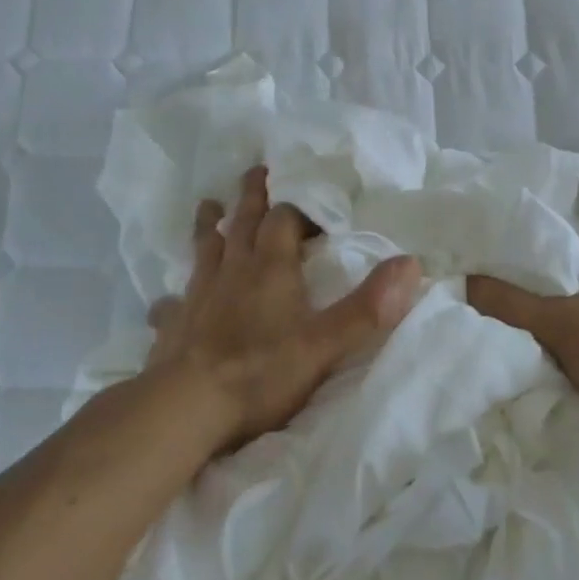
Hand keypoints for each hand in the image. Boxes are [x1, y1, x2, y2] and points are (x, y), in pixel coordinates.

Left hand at [147, 166, 421, 452]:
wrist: (186, 408)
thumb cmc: (261, 371)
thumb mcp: (325, 343)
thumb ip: (367, 306)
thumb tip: (411, 263)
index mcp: (270, 268)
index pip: (284, 219)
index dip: (298, 208)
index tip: (311, 202)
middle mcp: (233, 271)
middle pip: (242, 222)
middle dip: (252, 196)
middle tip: (255, 171)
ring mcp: (199, 295)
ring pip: (205, 249)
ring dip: (210, 226)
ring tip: (209, 206)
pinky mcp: (174, 325)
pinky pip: (171, 303)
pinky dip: (173, 297)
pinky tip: (167, 301)